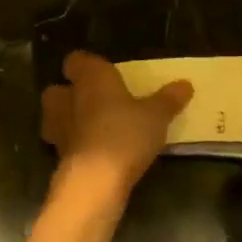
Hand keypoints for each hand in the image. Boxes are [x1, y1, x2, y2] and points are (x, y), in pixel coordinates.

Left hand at [41, 51, 192, 204]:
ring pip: (55, 117)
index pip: (76, 60)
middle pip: (57, 89)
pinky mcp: (57, 156)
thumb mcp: (156, 116)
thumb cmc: (125, 134)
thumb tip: (186, 84)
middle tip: (94, 101)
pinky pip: (64, 144)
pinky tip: (92, 153)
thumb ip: (168, 99)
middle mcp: (68, 98)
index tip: (102, 72)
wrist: (95, 180)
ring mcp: (58, 128)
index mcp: (90, 77)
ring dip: (67, 120)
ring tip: (91, 128)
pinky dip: (74, 146)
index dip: (86, 66)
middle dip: (70, 94)